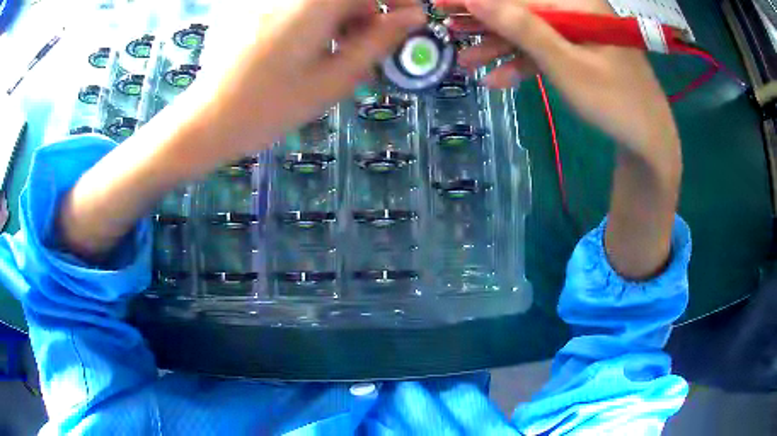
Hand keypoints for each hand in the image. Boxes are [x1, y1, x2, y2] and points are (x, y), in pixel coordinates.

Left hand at [57, 0, 423, 258]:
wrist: (207, 121)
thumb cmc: (271, 106)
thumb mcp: (334, 78)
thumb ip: (379, 41)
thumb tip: (413, 16)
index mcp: (315, 3)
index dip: (397, 2)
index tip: (409, 21)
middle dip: (366, 15)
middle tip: (366, 50)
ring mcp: (270, 0)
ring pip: (323, 3)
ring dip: (340, 20)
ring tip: (333, 56)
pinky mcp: (254, 8)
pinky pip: (299, 8)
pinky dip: (315, 22)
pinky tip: (305, 50)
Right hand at [436, 0, 678, 161]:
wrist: (648, 141)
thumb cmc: (614, 101)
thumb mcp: (566, 64)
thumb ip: (523, 28)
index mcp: (576, 4)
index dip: (479, 0)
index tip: (441, 3)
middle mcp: (575, 11)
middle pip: (521, 11)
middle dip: (485, 23)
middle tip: (447, 28)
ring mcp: (576, 33)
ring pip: (529, 33)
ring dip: (498, 48)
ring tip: (465, 63)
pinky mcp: (577, 53)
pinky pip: (544, 52)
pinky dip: (522, 65)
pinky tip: (498, 81)